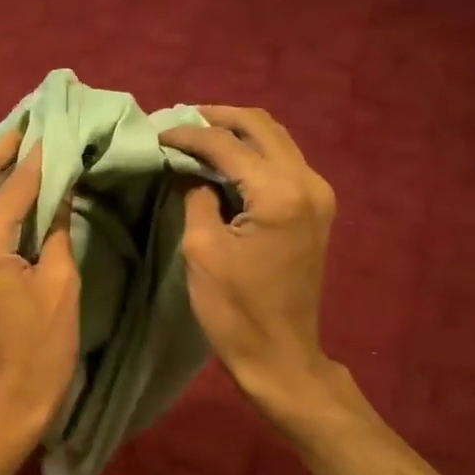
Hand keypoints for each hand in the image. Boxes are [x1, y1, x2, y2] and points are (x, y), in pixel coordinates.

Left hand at [0, 132, 80, 447]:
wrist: (3, 402)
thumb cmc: (41, 349)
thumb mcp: (61, 284)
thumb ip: (55, 229)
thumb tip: (61, 188)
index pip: (16, 185)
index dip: (41, 156)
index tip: (59, 125)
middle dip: (5, 147)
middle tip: (34, 122)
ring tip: (27, 146)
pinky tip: (12, 186)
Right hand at [160, 106, 337, 413]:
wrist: (281, 355)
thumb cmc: (234, 310)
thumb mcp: (202, 249)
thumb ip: (196, 195)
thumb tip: (189, 167)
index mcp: (279, 193)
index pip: (227, 144)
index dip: (187, 134)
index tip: (155, 133)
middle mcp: (308, 182)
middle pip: (261, 126)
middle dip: (216, 119)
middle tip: (178, 122)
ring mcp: (318, 194)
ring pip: (276, 139)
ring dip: (237, 132)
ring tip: (197, 134)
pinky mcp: (316, 208)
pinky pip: (284, 161)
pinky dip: (253, 152)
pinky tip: (225, 159)